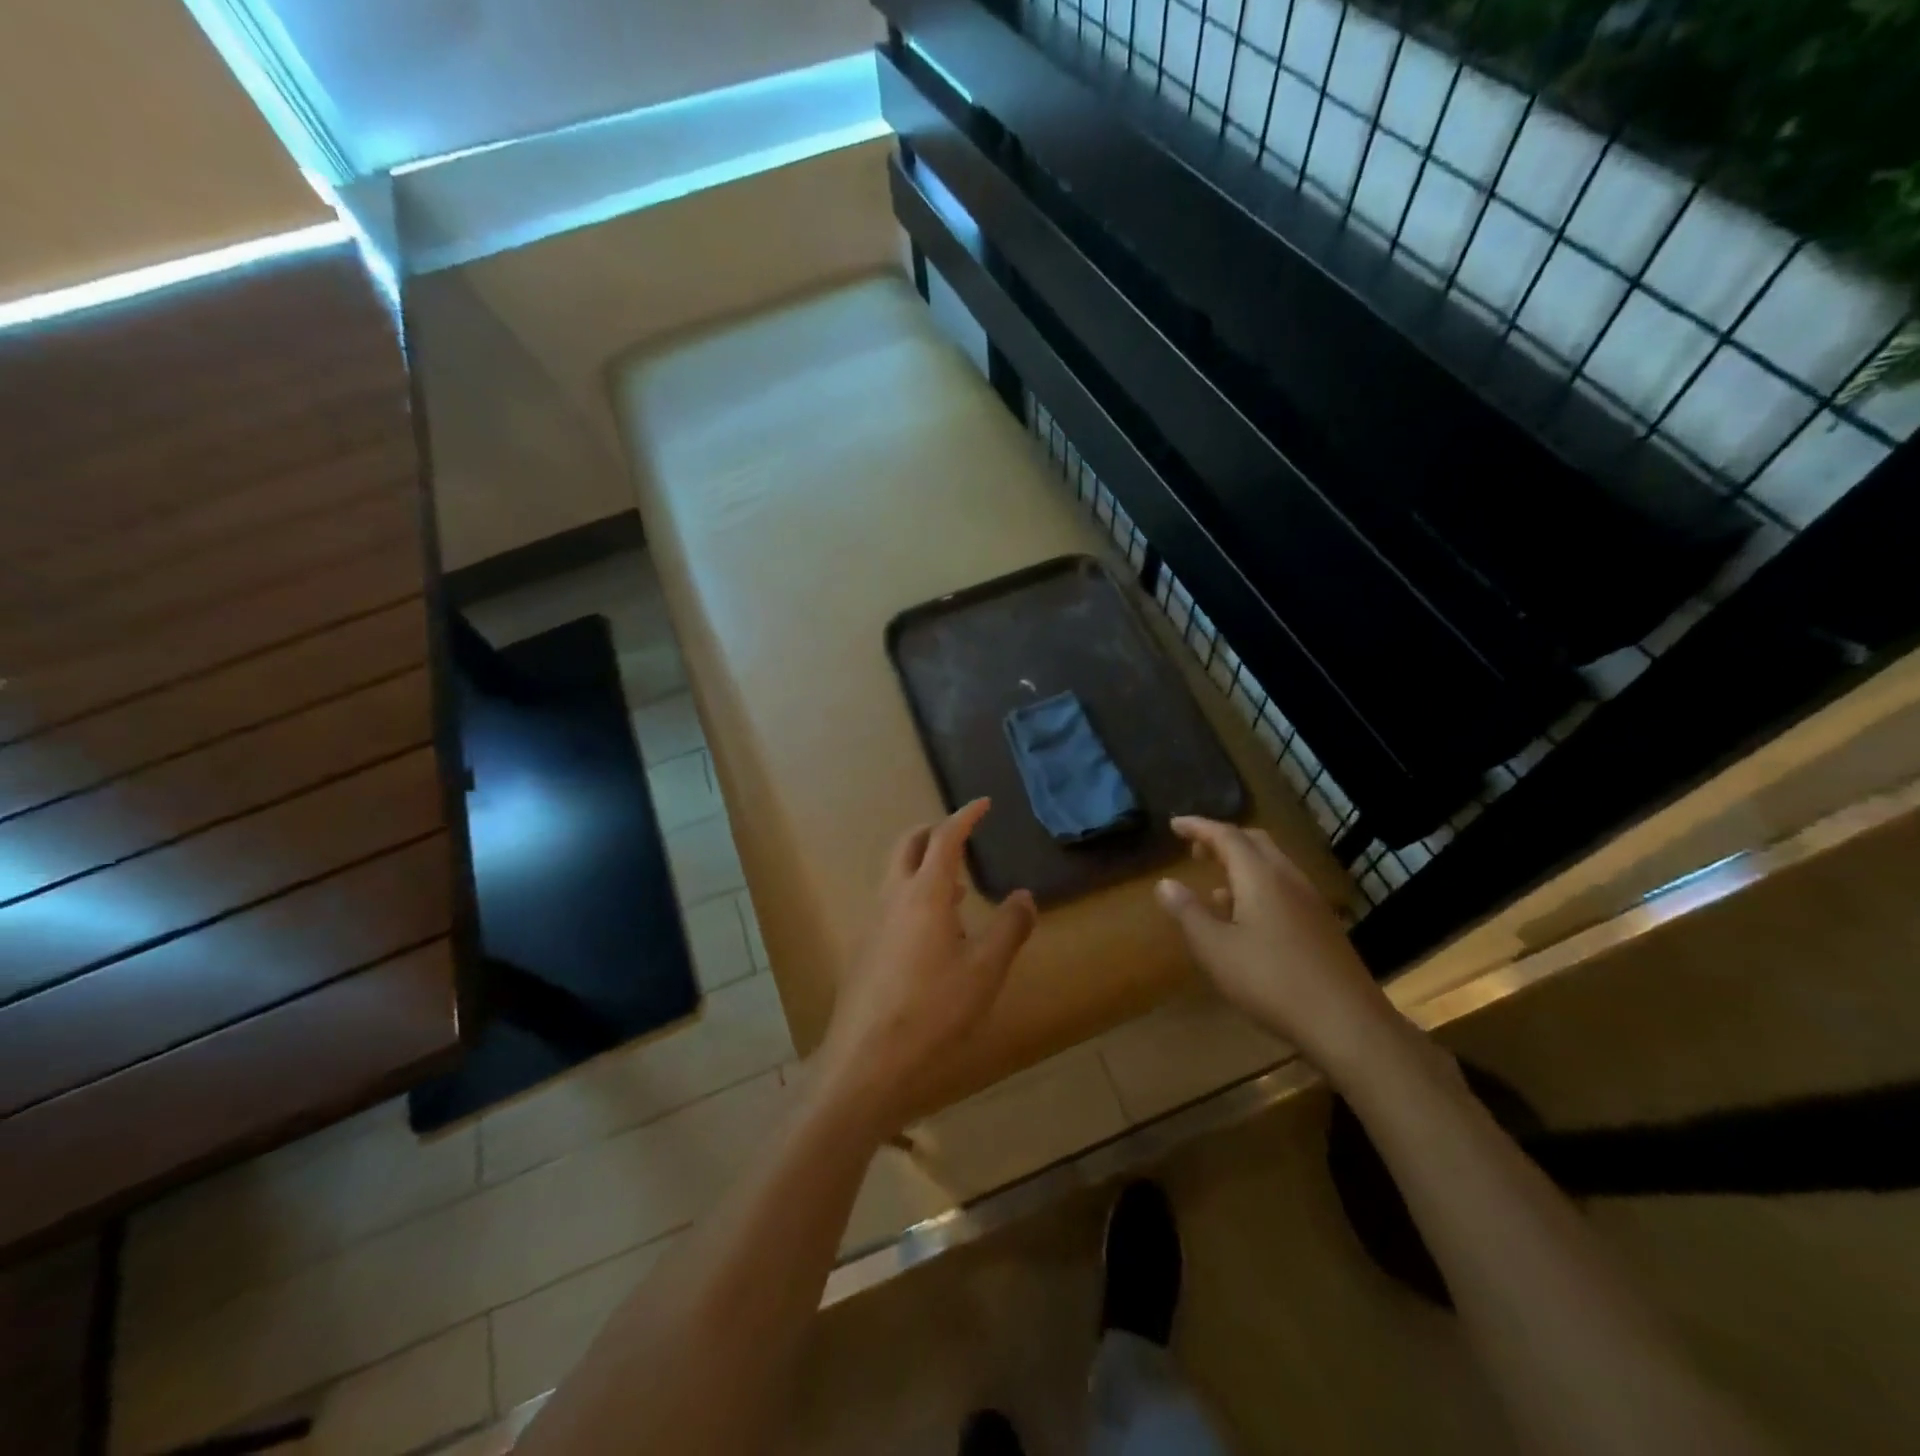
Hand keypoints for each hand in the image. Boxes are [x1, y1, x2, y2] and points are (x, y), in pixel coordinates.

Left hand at [815, 799, 1036, 1134]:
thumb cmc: (934, 1010)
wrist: (866, 1060)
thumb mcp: (985, 970)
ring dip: (923, 867)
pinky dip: (913, 896)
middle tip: (960, 835)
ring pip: (896, 875)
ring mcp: (873, 922)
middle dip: (934, 832)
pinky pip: (891, 904)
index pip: (945, 838)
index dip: (965, 816)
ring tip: (955, 887)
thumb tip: (1025, 896)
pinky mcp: (865, 948)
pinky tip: (932, 933)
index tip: (983, 803)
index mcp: (925, 893)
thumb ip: (1009, 928)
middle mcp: (893, 897)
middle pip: (908, 845)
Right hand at [1154, 816, 1399, 1076]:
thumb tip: (1165, 883)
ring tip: (1215, 885)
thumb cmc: (1271, 981)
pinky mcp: (1322, 925)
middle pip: (1254, 842)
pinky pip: (1284, 888)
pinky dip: (1258, 886)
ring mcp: (1310, 901)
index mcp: (1260, 876)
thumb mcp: (1215, 949)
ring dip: (1241, 864)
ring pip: (1272, 865)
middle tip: (1195, 849)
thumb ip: (1188, 912)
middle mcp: (1288, 878)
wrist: (1347, 1023)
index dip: (1198, 826)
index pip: (1226, 835)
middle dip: (1222, 839)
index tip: (1174, 825)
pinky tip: (1246, 919)